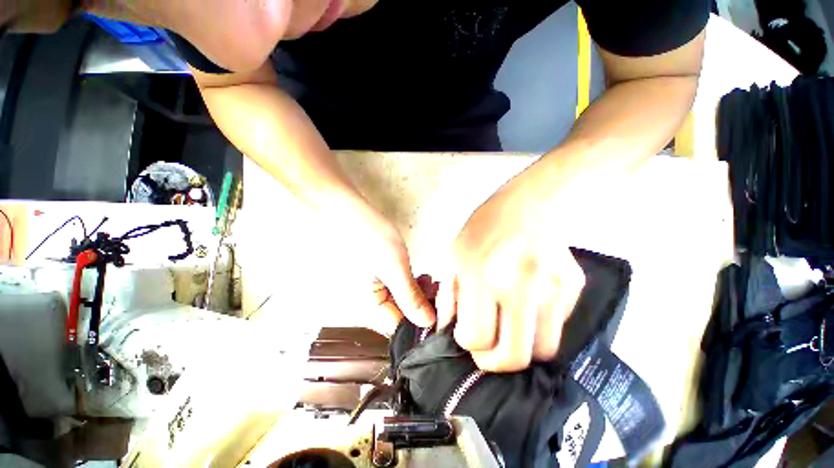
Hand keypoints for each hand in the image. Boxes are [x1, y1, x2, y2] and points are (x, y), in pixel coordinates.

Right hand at [328, 199, 435, 333]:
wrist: (347, 212)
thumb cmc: (370, 237)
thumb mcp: (394, 267)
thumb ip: (410, 297)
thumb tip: (429, 323)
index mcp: (368, 309)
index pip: (402, 329)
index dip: (426, 322)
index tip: (445, 308)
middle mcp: (367, 307)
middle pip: (402, 318)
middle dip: (425, 306)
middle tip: (441, 290)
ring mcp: (371, 293)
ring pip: (401, 305)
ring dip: (419, 295)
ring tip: (431, 280)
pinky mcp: (375, 281)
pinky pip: (396, 292)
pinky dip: (410, 286)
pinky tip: (420, 276)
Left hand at [437, 183, 585, 371]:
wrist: (529, 203)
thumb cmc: (483, 227)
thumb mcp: (454, 256)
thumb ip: (448, 296)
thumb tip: (448, 330)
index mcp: (481, 274)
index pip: (477, 337)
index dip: (467, 343)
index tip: (465, 334)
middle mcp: (520, 285)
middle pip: (514, 358)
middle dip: (494, 362)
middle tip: (485, 350)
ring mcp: (553, 287)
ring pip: (543, 351)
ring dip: (520, 348)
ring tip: (506, 330)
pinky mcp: (574, 287)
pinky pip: (557, 327)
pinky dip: (537, 328)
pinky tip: (525, 309)